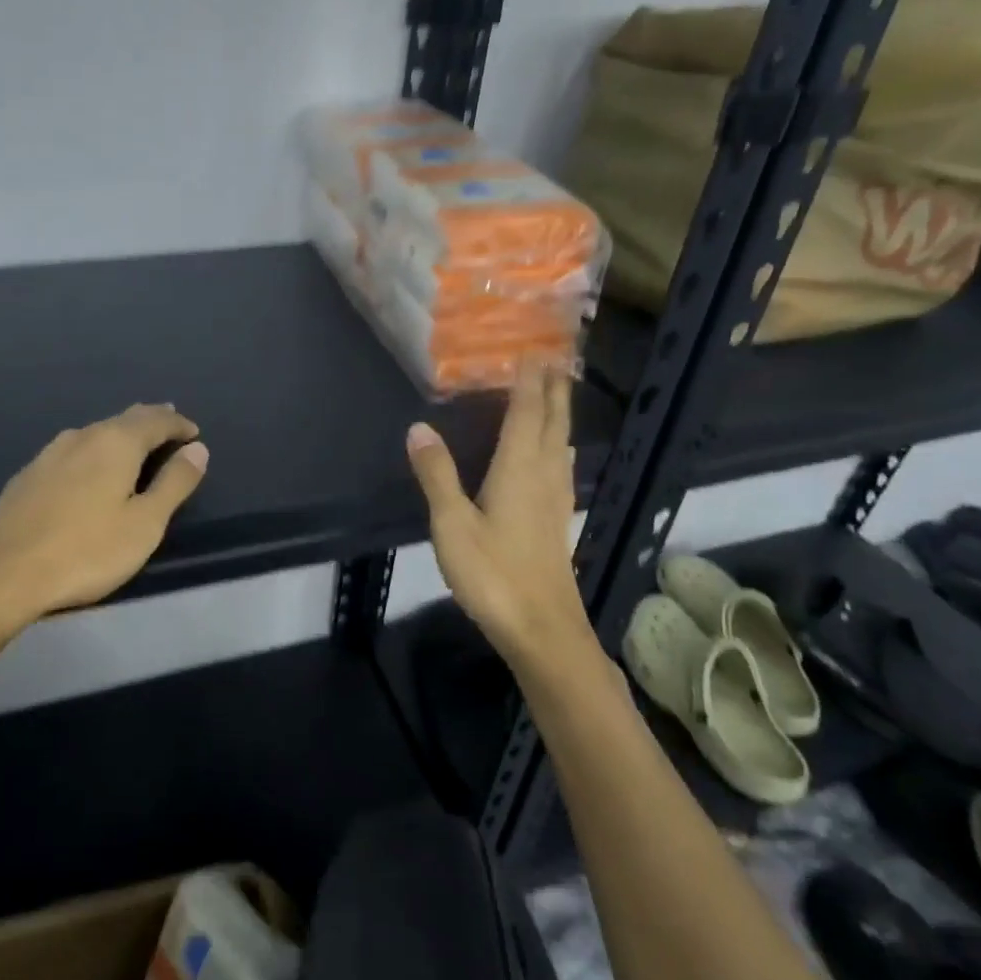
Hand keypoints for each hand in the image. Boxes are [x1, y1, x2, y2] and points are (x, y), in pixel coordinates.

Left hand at [0, 404, 208, 631]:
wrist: (2, 575)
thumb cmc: (86, 551)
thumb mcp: (145, 523)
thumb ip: (175, 483)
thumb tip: (198, 449)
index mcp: (115, 442)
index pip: (156, 420)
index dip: (179, 425)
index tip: (194, 433)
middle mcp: (82, 436)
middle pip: (124, 419)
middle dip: (150, 422)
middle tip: (169, 426)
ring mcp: (49, 454)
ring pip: (95, 433)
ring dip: (120, 435)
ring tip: (134, 445)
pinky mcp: (27, 475)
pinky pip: (72, 451)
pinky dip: (93, 452)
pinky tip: (88, 469)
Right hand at [406, 361, 596, 668]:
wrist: (542, 629)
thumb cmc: (493, 574)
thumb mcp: (452, 524)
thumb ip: (437, 474)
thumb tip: (418, 428)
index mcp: (518, 469)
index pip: (526, 413)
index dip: (529, 381)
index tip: (533, 350)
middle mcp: (543, 476)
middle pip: (552, 423)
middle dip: (553, 389)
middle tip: (555, 359)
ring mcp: (555, 500)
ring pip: (562, 444)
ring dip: (560, 414)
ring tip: (558, 394)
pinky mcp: (557, 521)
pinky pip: (562, 467)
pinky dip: (560, 445)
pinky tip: (560, 453)